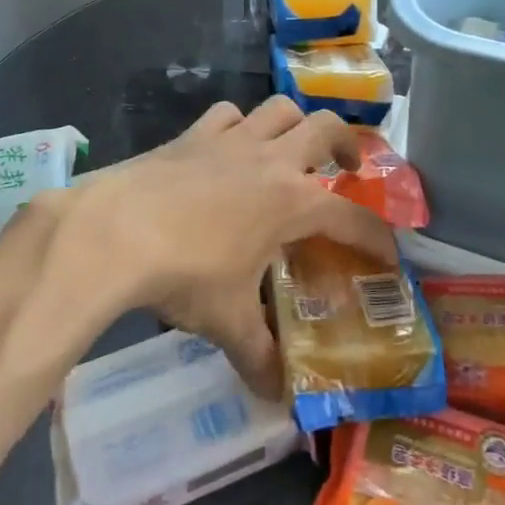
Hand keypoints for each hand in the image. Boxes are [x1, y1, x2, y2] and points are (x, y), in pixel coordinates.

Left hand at [54, 97, 396, 398]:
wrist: (115, 231)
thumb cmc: (185, 274)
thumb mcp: (227, 321)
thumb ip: (259, 355)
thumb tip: (276, 396)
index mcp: (292, 203)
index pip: (352, 218)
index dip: (376, 237)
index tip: (389, 254)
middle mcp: (271, 160)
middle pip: (326, 128)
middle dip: (347, 143)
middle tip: (348, 166)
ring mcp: (231, 140)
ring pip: (279, 108)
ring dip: (295, 123)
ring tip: (292, 147)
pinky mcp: (193, 133)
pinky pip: (227, 114)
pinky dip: (238, 124)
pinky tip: (230, 146)